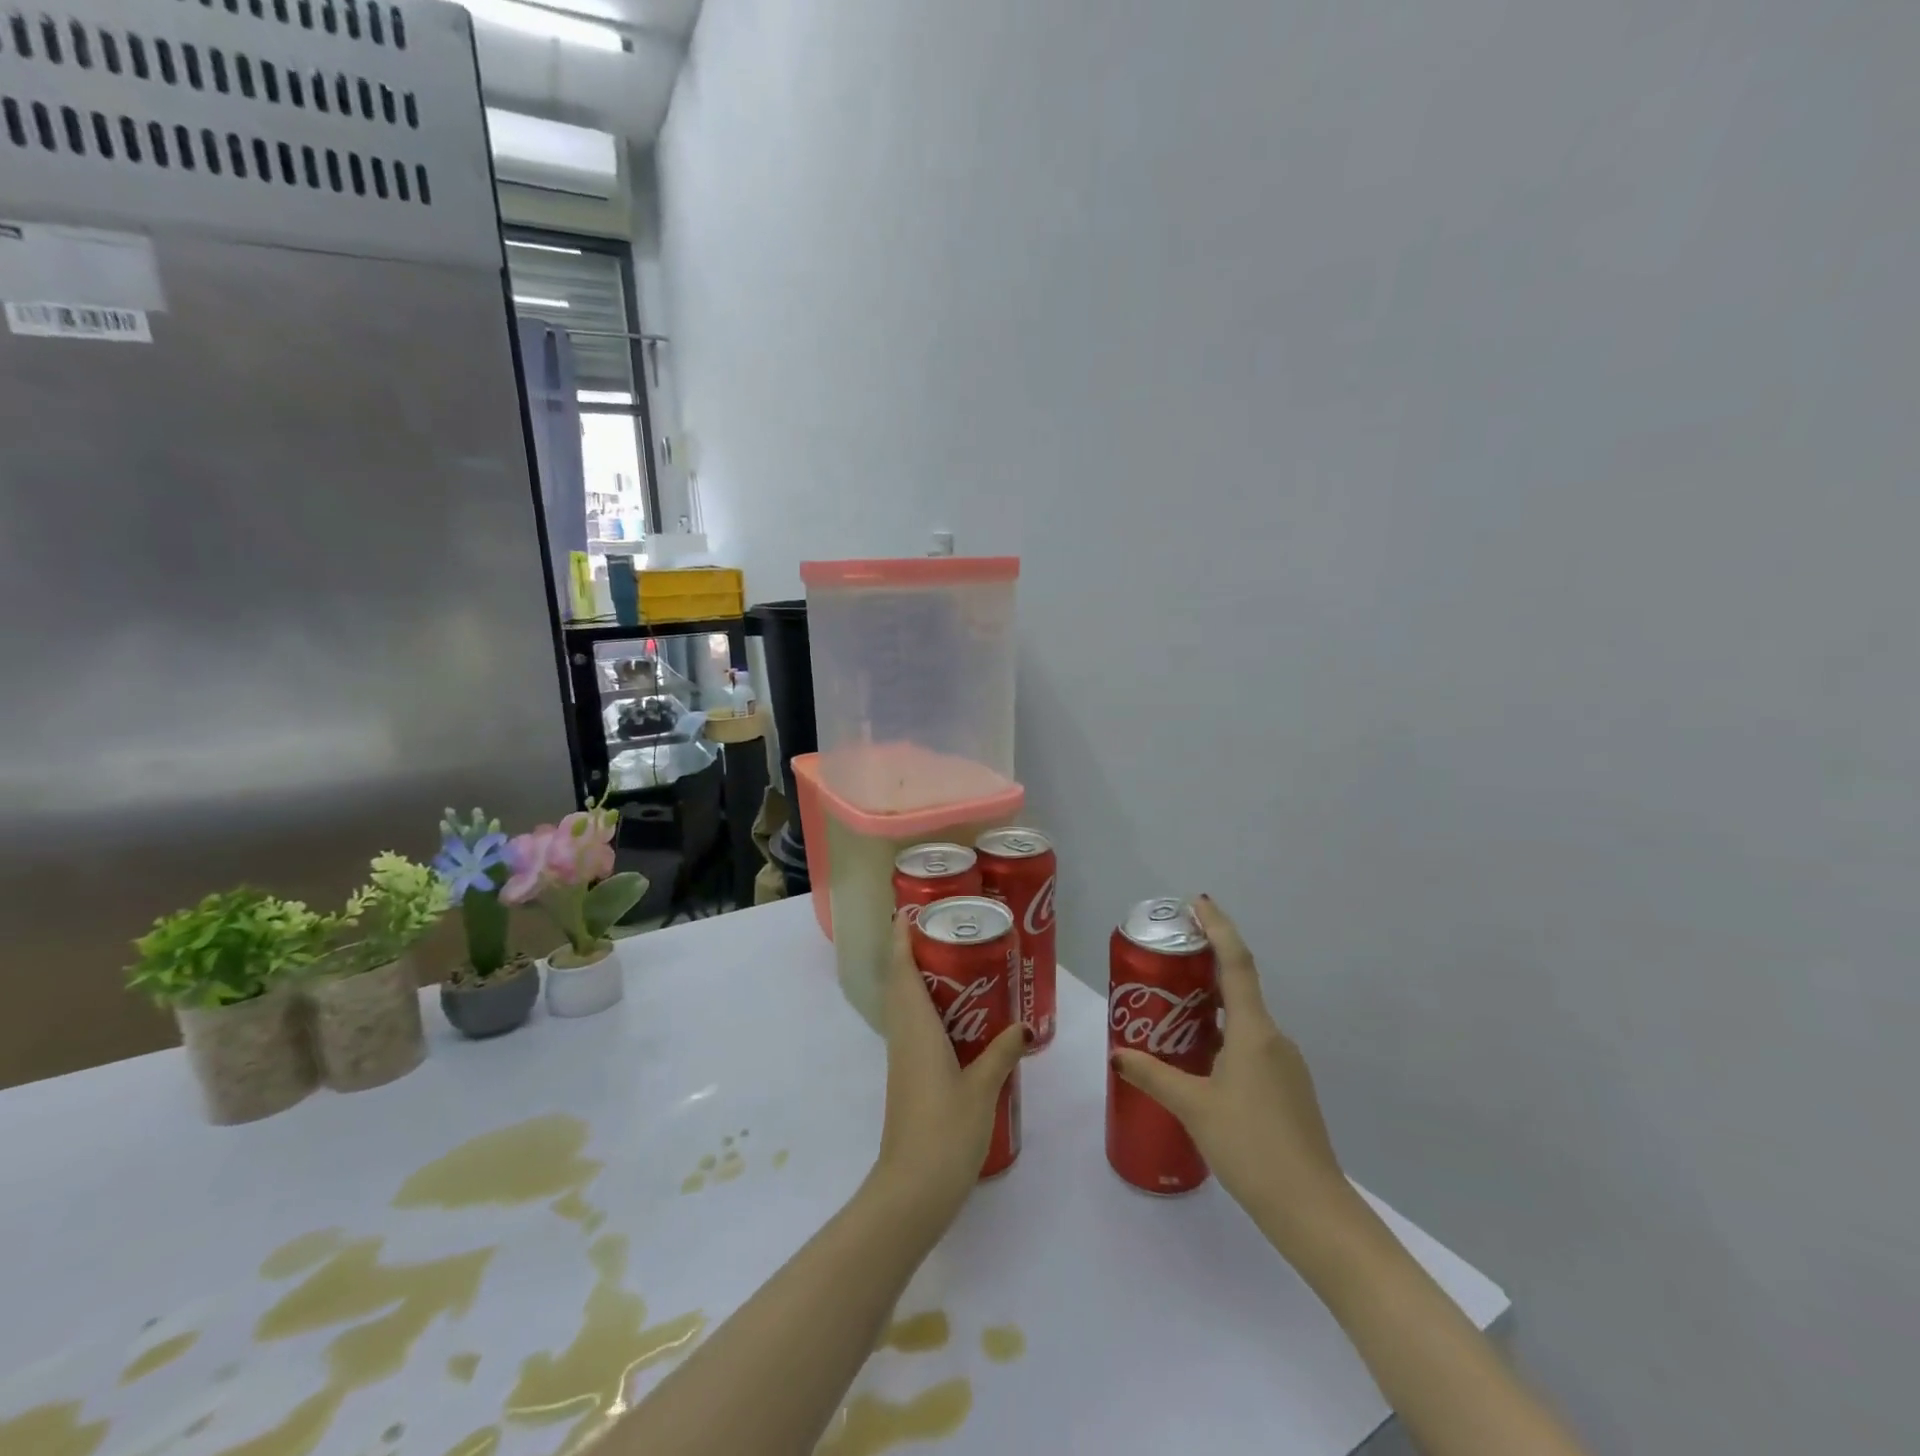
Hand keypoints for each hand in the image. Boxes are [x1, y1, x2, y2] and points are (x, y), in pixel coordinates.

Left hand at [871, 912, 1027, 1220]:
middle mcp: (905, 1037)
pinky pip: (915, 1029)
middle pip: (901, 983)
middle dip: (915, 954)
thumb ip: (1002, 1053)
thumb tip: (1024, 1026)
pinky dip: (930, 1010)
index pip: (902, 972)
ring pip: (906, 1006)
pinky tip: (961, 1020)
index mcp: (917, 1029)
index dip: (902, 940)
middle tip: (949, 933)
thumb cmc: (945, 1131)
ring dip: (922, 981)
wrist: (912, 1190)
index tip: (910, 912)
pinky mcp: (909, 1078)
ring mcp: (904, 1059)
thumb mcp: (983, 1089)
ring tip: (959, 966)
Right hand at [1111, 895, 1352, 1249]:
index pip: (1236, 963)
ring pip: (1245, 1021)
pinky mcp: (1288, 1089)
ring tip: (1173, 1012)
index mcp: (1254, 1031)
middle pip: (1239, 987)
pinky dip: (1224, 1038)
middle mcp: (1274, 1038)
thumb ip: (1154, 1075)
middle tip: (1168, 960)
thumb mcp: (1193, 1108)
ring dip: (1212, 1008)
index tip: (1198, 903)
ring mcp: (1286, 1065)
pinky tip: (1201, 1062)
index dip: (1218, 928)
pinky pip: (1252, 1047)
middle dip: (1206, 967)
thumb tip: (1119, 1052)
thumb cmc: (1251, 1148)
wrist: (1313, 1210)